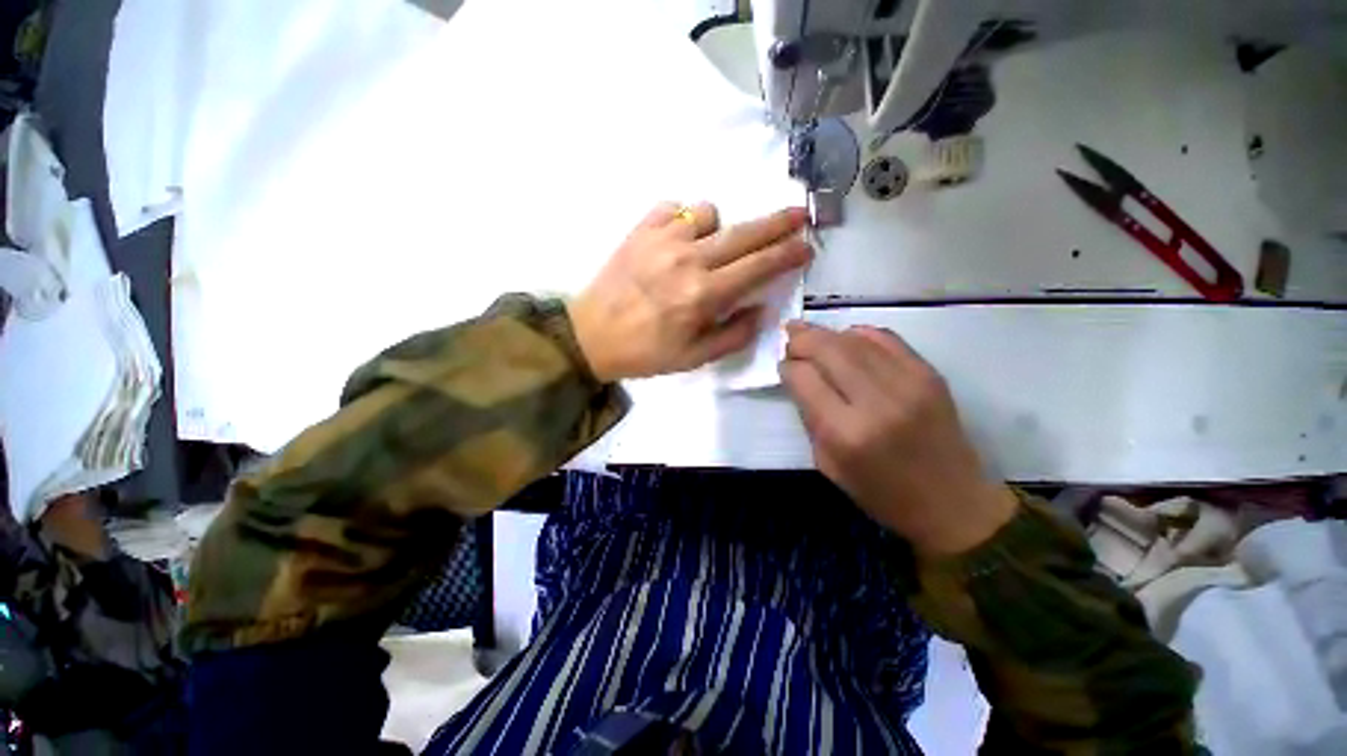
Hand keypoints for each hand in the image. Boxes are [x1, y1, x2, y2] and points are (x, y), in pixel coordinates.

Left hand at [568, 202, 810, 381]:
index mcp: (703, 295)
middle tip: (798, 216)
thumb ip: (734, 335)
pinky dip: (684, 219)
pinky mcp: (640, 229)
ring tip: (710, 248)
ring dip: (719, 228)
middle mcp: (688, 259)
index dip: (787, 255)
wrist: (592, 335)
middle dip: (778, 222)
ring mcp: (662, 239)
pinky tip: (678, 238)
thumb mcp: (694, 359)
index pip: (758, 267)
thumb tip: (761, 309)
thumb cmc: (646, 352)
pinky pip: (674, 207)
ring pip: (709, 212)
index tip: (806, 246)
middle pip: (744, 232)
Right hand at [780, 322, 1017, 554]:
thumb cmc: (881, 493)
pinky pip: (885, 338)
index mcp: (846, 433)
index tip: (783, 368)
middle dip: (802, 339)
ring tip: (810, 333)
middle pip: (828, 349)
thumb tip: (798, 378)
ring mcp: (908, 383)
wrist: (953, 503)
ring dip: (826, 333)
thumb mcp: (828, 465)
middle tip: (789, 337)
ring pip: (855, 339)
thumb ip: (810, 418)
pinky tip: (846, 338)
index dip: (788, 367)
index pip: (804, 379)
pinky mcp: (930, 374)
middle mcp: (877, 402)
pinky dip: (859, 333)